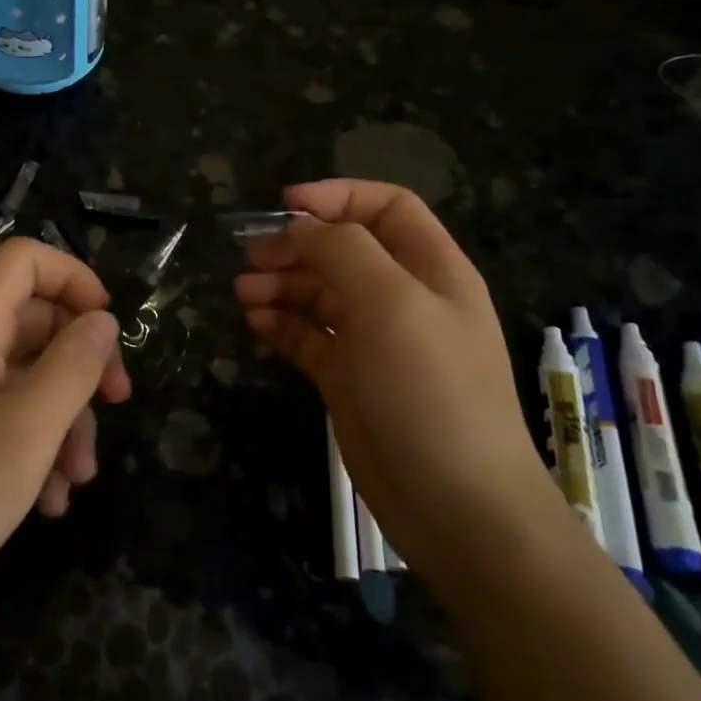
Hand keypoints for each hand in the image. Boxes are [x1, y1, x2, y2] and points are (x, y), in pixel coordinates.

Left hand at [0, 238, 130, 634]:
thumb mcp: (26, 430)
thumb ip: (72, 367)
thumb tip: (103, 320)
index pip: (22, 261)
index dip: (72, 278)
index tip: (108, 327)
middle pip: (34, 321)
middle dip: (81, 360)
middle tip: (117, 401)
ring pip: (26, 378)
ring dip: (65, 419)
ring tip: (80, 479)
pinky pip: (6, 421)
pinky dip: (36, 449)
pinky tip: (49, 503)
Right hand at [234, 179, 555, 575]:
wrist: (455, 504)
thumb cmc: (430, 390)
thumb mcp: (392, 304)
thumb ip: (345, 251)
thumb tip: (301, 224)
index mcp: (430, 269)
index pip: (386, 207)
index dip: (338, 196)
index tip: (285, 204)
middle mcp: (402, 298)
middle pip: (343, 249)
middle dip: (296, 245)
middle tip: (251, 257)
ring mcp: (374, 340)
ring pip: (320, 293)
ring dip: (281, 285)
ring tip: (245, 294)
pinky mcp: (348, 378)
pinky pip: (308, 336)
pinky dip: (281, 324)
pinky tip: (256, 324)